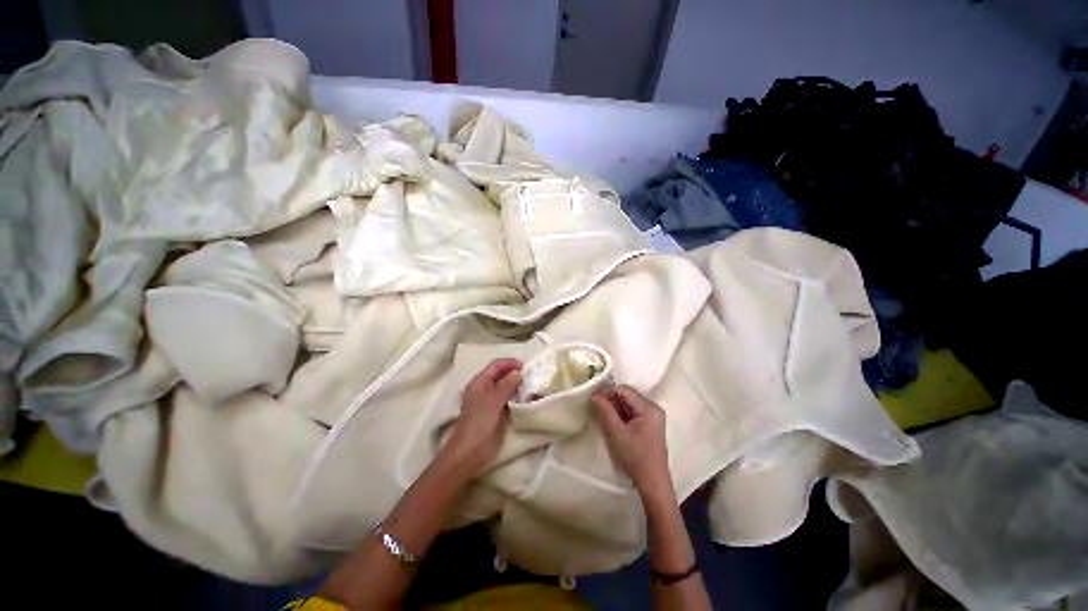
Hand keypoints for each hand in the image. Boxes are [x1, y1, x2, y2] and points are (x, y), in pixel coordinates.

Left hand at [442, 358, 522, 475]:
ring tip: (530, 386)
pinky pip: (506, 399)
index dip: (510, 363)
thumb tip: (518, 372)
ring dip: (516, 385)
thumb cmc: (480, 422)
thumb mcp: (495, 400)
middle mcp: (483, 388)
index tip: (526, 366)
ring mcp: (488, 401)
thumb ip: (507, 384)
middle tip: (531, 376)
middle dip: (514, 373)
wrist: (471, 451)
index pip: (496, 365)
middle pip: (500, 374)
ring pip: (504, 386)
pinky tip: (525, 399)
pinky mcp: (494, 412)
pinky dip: (515, 396)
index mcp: (479, 381)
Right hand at [592, 385, 671, 495]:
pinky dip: (621, 415)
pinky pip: (632, 413)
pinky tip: (612, 422)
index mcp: (649, 408)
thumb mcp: (616, 432)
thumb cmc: (635, 457)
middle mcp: (653, 408)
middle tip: (595, 406)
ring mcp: (652, 417)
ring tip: (601, 414)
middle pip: (627, 396)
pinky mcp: (649, 425)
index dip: (607, 391)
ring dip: (615, 407)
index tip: (593, 398)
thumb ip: (605, 411)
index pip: (624, 390)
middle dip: (611, 399)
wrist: (652, 483)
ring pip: (629, 404)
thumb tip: (594, 395)